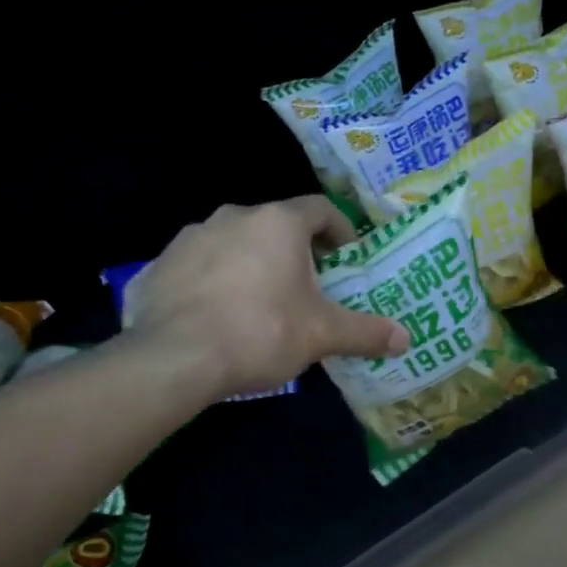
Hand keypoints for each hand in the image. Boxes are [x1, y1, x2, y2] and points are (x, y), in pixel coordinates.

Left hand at [126, 197, 407, 398]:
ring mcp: (191, 237)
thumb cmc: (259, 332)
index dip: (338, 229)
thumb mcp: (321, 335)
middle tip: (307, 285)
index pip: (319, 208)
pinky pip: (198, 265)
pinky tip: (216, 314)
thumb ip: (365, 332)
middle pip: (275, 225)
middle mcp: (234, 217)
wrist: (173, 358)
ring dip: (252, 262)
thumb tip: (406, 339)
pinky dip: (214, 280)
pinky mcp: (159, 264)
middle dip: (295, 250)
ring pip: (234, 242)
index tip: (345, 256)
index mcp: (278, 223)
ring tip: (260, 302)